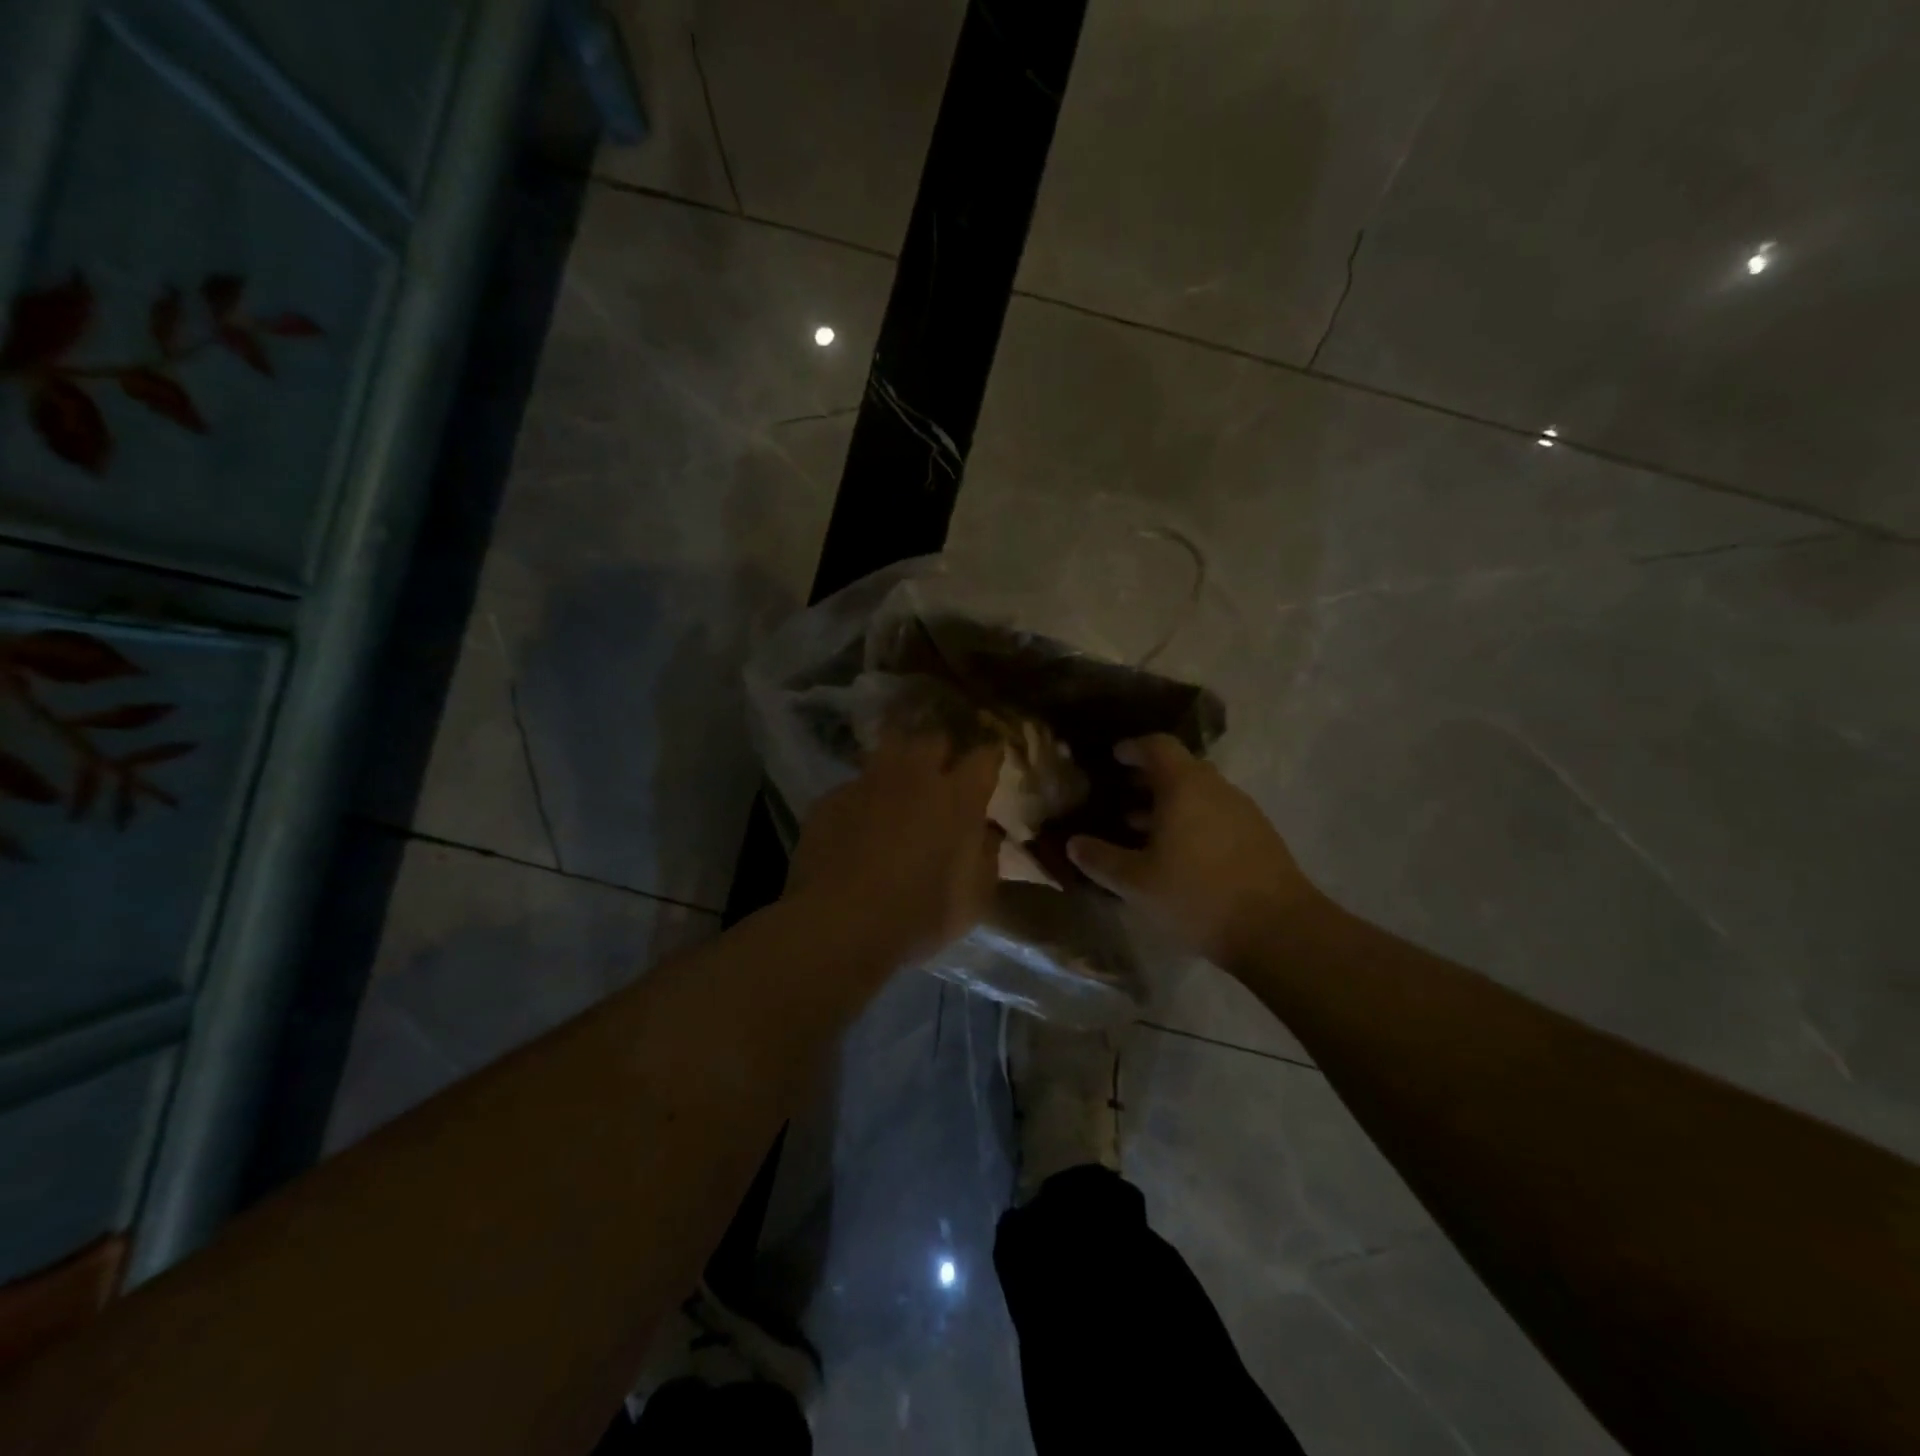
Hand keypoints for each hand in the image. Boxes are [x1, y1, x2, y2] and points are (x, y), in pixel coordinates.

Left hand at [786, 731, 1003, 966]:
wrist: (838, 924)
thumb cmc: (918, 915)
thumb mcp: (973, 899)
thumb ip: (985, 857)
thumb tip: (984, 834)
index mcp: (957, 797)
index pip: (984, 757)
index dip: (990, 759)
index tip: (991, 764)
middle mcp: (914, 777)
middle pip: (933, 739)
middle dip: (941, 751)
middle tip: (941, 774)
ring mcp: (868, 783)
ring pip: (888, 749)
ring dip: (899, 762)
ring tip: (899, 785)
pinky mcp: (831, 798)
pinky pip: (854, 785)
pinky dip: (863, 797)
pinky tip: (858, 822)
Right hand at [1067, 735, 1321, 972]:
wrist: (1278, 930)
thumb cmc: (1197, 896)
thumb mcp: (1137, 883)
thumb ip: (1101, 860)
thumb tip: (1074, 844)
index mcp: (1184, 786)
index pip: (1157, 746)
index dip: (1133, 748)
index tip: (1114, 757)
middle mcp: (1216, 788)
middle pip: (1179, 769)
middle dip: (1147, 780)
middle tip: (1120, 796)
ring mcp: (1243, 811)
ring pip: (1199, 795)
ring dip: (1170, 805)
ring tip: (1141, 830)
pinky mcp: (1259, 837)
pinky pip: (1216, 815)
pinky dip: (1192, 822)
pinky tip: (1178, 856)